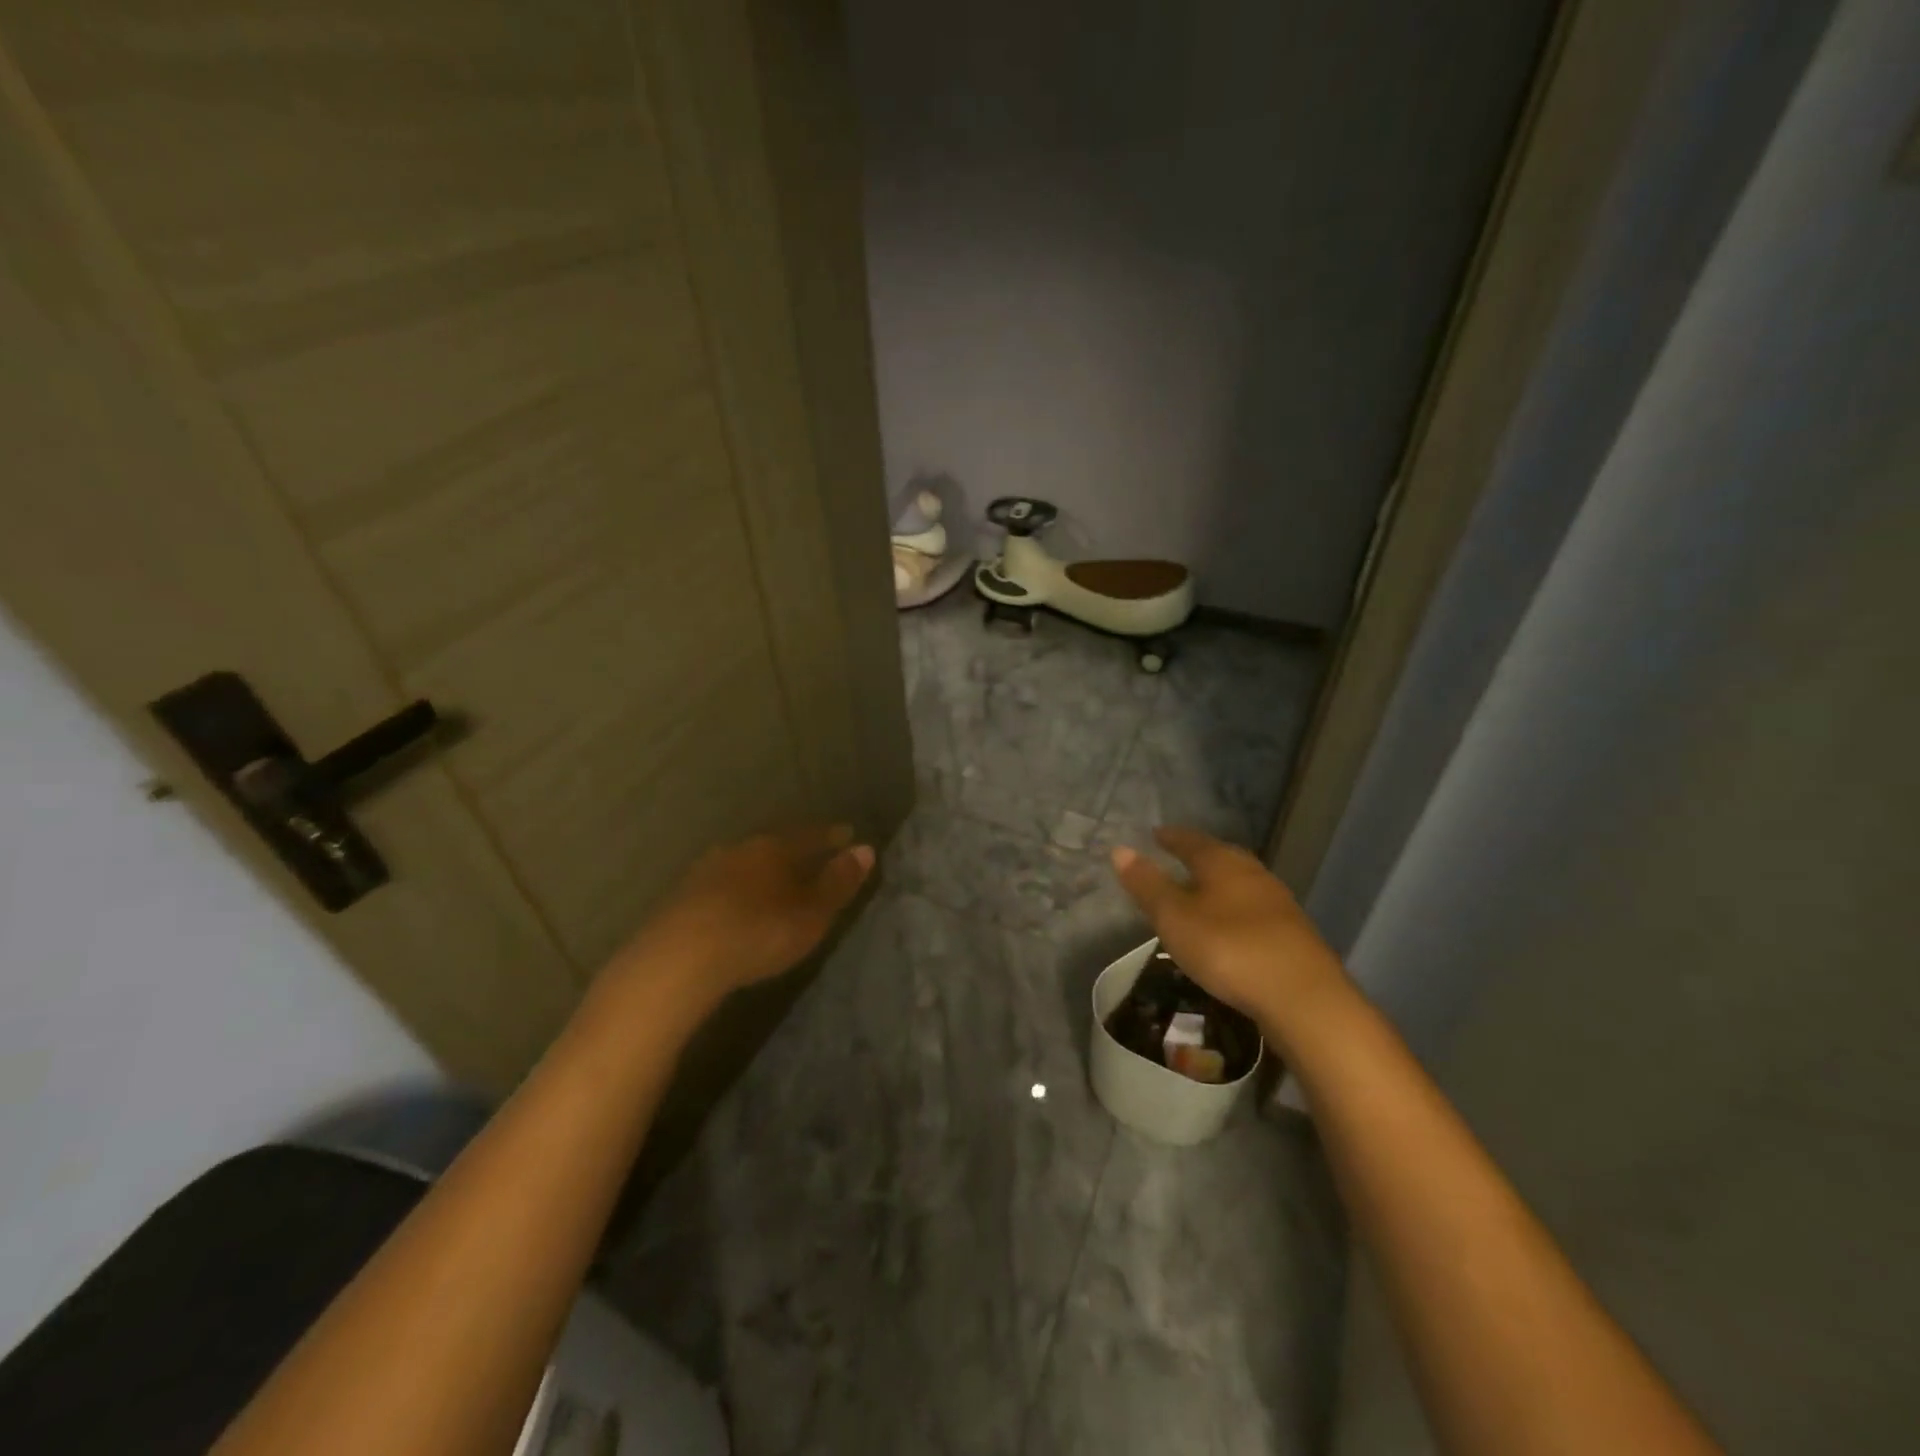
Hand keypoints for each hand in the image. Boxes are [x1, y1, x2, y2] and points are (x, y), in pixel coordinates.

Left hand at [611, 825, 874, 1007]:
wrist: (678, 960)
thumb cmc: (759, 932)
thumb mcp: (811, 913)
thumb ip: (838, 882)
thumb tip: (866, 849)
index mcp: (773, 847)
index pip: (810, 835)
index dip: (830, 837)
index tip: (847, 835)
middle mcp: (738, 849)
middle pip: (774, 845)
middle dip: (794, 851)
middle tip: (811, 858)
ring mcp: (705, 871)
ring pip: (744, 863)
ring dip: (761, 871)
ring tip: (774, 884)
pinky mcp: (680, 898)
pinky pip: (720, 885)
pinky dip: (736, 891)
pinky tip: (737, 906)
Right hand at [1110, 827, 1350, 1040]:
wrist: (1304, 998)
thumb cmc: (1229, 949)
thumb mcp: (1175, 918)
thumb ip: (1148, 885)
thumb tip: (1120, 849)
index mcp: (1222, 862)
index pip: (1190, 840)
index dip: (1170, 838)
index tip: (1155, 834)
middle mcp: (1252, 873)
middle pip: (1220, 856)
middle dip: (1197, 856)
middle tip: (1177, 858)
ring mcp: (1277, 902)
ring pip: (1240, 882)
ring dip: (1219, 884)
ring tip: (1200, 892)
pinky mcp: (1292, 933)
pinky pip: (1253, 909)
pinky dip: (1235, 909)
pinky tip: (1230, 926)